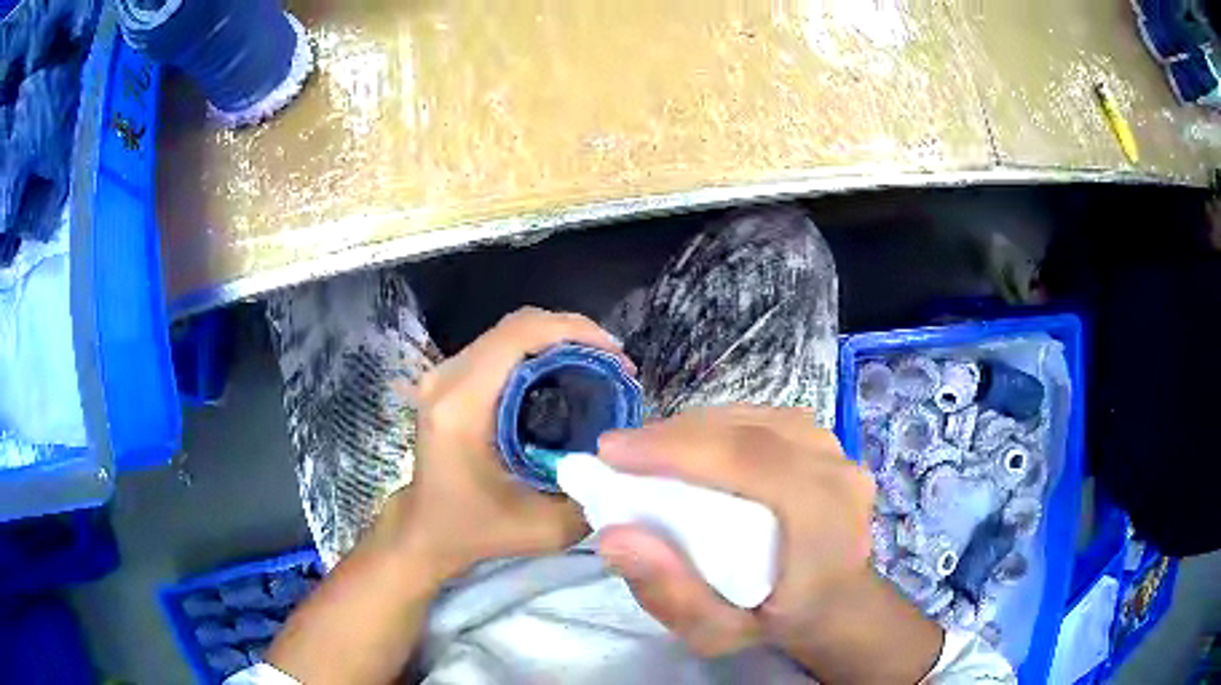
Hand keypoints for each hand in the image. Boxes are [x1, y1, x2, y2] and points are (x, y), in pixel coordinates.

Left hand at [384, 307, 633, 582]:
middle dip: (574, 333)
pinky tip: (565, 375)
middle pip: (517, 325)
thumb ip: (592, 497)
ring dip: (557, 340)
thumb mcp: (544, 529)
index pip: (520, 335)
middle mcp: (447, 378)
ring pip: (509, 332)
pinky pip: (500, 348)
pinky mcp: (449, 380)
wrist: (425, 531)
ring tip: (597, 367)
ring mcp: (444, 375)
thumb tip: (628, 460)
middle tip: (614, 364)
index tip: (616, 357)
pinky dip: (539, 351)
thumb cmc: (476, 531)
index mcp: (462, 405)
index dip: (574, 332)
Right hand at [595, 406, 877, 656]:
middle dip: (673, 434)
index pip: (747, 458)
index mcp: (823, 518)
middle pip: (748, 429)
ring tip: (649, 449)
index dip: (675, 447)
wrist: (835, 604)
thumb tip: (615, 537)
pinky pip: (766, 419)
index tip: (611, 452)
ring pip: (755, 417)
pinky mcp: (827, 443)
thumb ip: (670, 594)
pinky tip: (692, 445)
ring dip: (694, 428)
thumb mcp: (717, 633)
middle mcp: (837, 471)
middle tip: (619, 452)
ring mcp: (837, 451)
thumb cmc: (776, 621)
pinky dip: (720, 427)